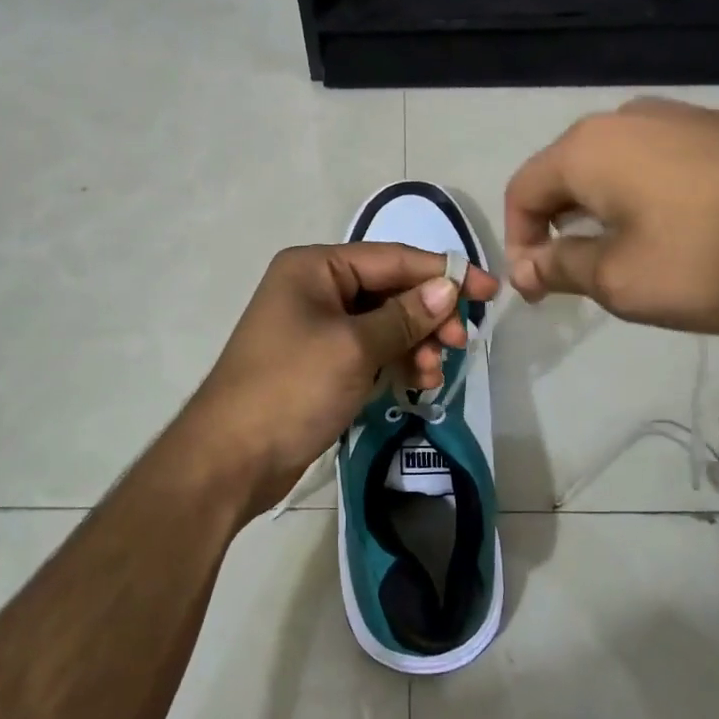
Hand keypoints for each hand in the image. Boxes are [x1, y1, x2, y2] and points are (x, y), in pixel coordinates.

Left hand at [183, 243, 499, 518]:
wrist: (230, 459)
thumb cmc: (291, 389)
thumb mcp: (354, 348)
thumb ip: (405, 315)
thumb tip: (449, 286)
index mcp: (315, 267)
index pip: (392, 258)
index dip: (443, 272)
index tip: (489, 290)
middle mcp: (315, 288)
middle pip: (390, 290)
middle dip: (429, 315)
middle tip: (460, 344)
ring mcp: (317, 327)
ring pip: (385, 323)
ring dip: (416, 344)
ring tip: (433, 375)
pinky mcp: (321, 362)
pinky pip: (371, 350)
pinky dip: (396, 362)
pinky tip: (416, 383)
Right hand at [504, 98, 718, 333]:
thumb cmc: (713, 260)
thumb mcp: (621, 280)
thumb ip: (560, 268)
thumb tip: (524, 267)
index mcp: (589, 147)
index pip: (523, 190)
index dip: (518, 241)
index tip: (538, 288)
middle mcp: (626, 118)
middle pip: (566, 174)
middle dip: (558, 228)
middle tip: (575, 279)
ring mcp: (680, 117)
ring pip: (613, 168)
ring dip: (601, 215)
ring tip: (625, 260)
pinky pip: (656, 163)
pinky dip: (643, 200)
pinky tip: (675, 233)